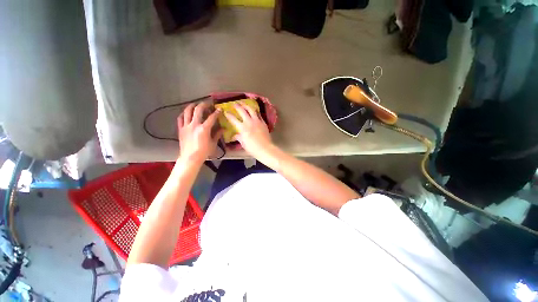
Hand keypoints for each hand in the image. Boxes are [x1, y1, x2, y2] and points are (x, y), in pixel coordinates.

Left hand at [178, 102, 222, 164]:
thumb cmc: (204, 151)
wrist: (190, 158)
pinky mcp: (180, 129)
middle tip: (207, 103)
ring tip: (196, 104)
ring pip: (187, 111)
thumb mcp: (213, 143)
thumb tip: (223, 129)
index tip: (219, 109)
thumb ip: (217, 134)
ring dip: (192, 106)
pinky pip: (180, 118)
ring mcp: (186, 126)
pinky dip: (183, 114)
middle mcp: (194, 125)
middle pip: (198, 110)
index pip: (211, 117)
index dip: (216, 112)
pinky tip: (186, 113)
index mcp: (204, 129)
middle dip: (203, 104)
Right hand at [224, 102, 273, 157]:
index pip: (233, 119)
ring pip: (251, 110)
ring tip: (244, 103)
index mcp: (242, 128)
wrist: (265, 148)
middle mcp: (249, 122)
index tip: (226, 111)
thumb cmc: (252, 148)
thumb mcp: (243, 143)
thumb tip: (235, 136)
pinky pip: (259, 114)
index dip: (228, 114)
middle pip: (242, 111)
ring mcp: (257, 121)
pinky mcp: (263, 122)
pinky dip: (255, 111)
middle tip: (234, 104)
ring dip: (247, 106)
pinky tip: (254, 110)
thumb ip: (239, 137)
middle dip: (237, 106)